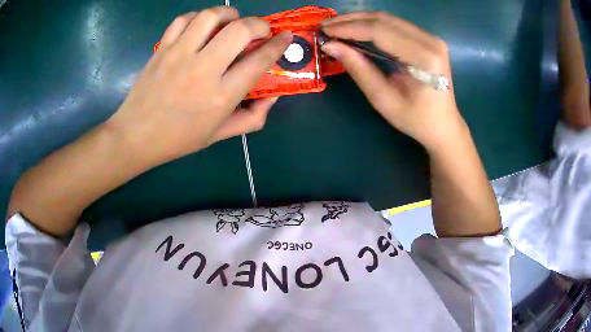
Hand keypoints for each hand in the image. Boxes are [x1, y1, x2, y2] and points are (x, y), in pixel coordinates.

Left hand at [106, 7, 292, 165]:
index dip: (279, 44)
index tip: (286, 37)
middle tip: (260, 30)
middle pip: (240, 29)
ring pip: (212, 16)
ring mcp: (179, 55)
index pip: (260, 60)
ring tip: (231, 22)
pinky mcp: (162, 48)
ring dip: (229, 14)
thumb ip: (253, 117)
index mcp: (221, 96)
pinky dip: (199, 17)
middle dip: (259, 24)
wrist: (136, 136)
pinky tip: (202, 27)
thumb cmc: (179, 139)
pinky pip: (185, 19)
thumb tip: (274, 95)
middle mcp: (203, 70)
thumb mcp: (220, 135)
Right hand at [321, 12, 467, 151]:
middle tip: (325, 25)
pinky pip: (396, 24)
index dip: (349, 28)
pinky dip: (373, 24)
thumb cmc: (416, 119)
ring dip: (360, 19)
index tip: (324, 30)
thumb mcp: (383, 99)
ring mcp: (431, 38)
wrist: (443, 125)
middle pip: (384, 20)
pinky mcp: (428, 38)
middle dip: (351, 20)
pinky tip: (357, 28)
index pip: (381, 32)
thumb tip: (330, 46)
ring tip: (336, 25)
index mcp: (424, 59)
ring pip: (389, 18)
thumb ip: (359, 69)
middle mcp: (431, 42)